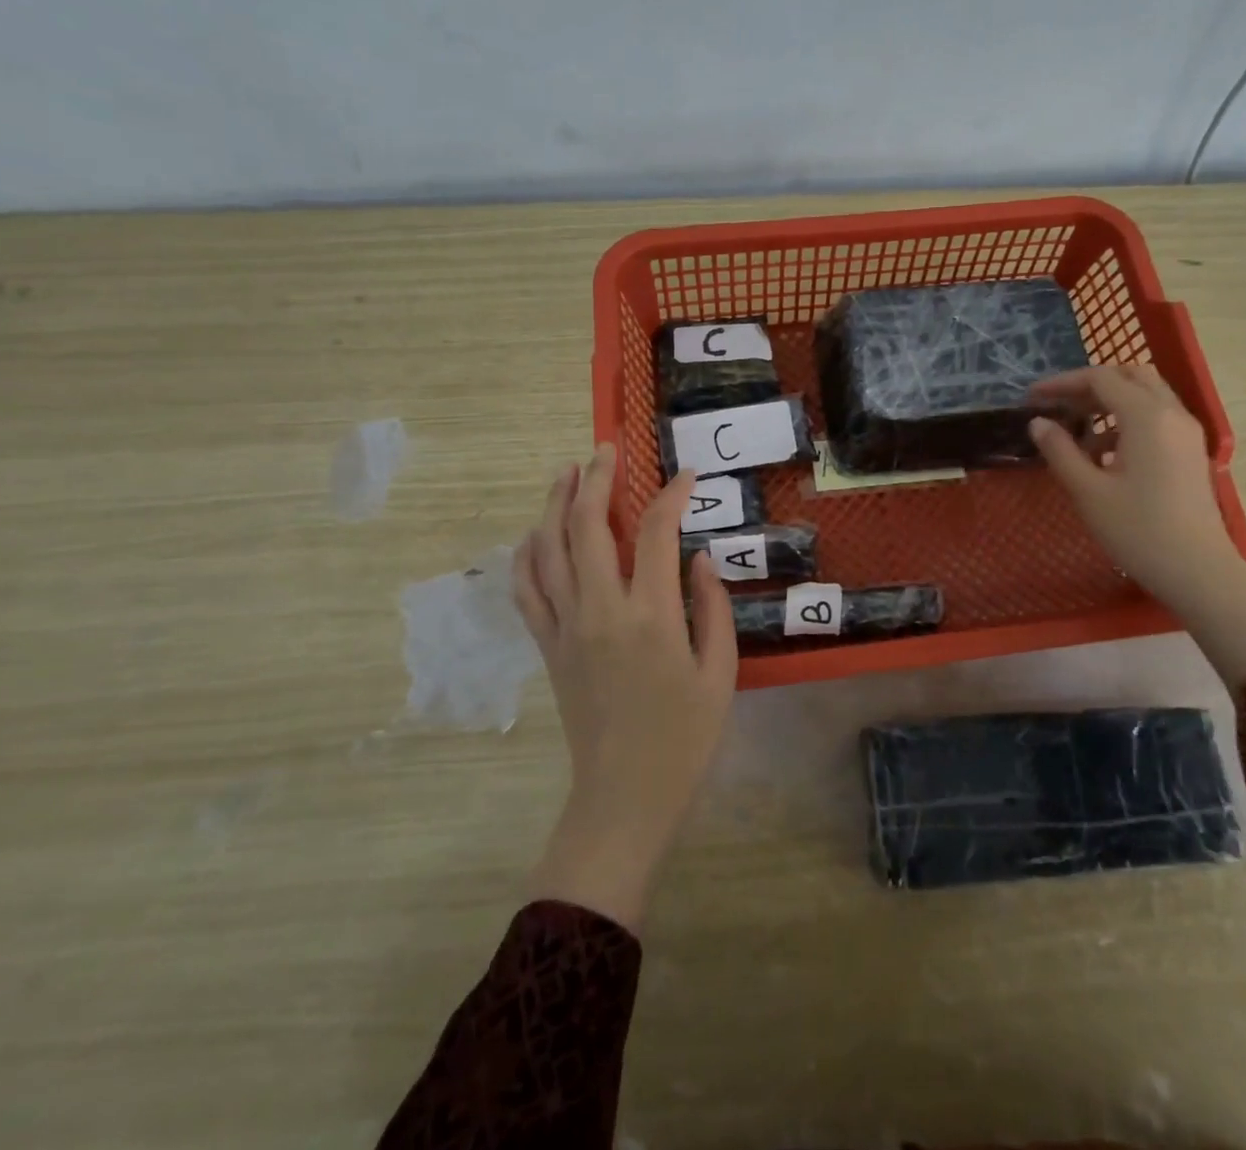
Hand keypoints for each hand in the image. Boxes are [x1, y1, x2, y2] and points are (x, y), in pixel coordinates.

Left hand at [511, 445, 737, 929]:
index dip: (671, 495)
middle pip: (589, 526)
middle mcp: (601, 610)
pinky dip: (526, 554)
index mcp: (651, 615)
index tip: (685, 475)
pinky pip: (526, 589)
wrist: (623, 796)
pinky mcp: (547, 646)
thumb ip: (711, 607)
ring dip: (555, 504)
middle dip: (597, 479)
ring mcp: (566, 627)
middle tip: (606, 449)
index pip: (657, 532)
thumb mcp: (720, 672)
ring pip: (549, 549)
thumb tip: (696, 557)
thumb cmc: (684, 738)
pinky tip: (534, 533)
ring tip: (565, 472)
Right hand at [1029, 364, 1245, 688]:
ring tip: (1077, 432)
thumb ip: (1060, 450)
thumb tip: (1038, 423)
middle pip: (1131, 375)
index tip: (1032, 398)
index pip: (1101, 378)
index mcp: (1146, 417)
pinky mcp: (1191, 452)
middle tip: (1060, 405)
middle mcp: (1172, 414)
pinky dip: (1128, 420)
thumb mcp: (1087, 491)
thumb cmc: (1138, 531)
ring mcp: (1187, 433)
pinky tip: (1104, 455)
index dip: (1063, 383)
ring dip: (1110, 402)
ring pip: (1147, 395)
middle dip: (1091, 383)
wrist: (1198, 571)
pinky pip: (1158, 418)